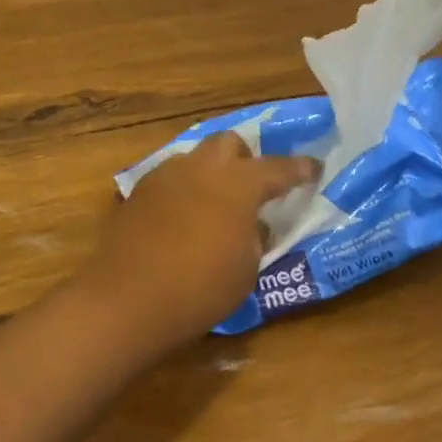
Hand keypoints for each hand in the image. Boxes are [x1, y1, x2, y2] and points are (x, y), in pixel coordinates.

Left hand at [81, 134, 317, 355]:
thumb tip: (253, 224)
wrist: (128, 299)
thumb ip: (255, 238)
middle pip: (228, 142)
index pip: (277, 168)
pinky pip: (171, 178)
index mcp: (238, 184)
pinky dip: (185, 189)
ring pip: (195, 157)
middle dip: (244, 157)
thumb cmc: (200, 288)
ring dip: (211, 172)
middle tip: (251, 185)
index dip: (298, 169)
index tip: (313, 168)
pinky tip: (183, 217)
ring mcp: (167, 175)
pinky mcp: (140, 191)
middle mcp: (202, 168)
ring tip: (215, 204)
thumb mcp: (246, 269)